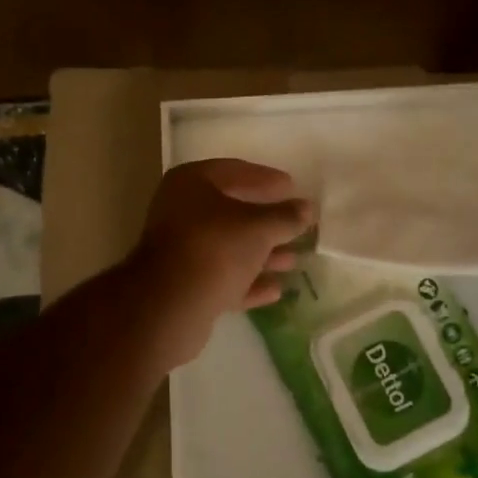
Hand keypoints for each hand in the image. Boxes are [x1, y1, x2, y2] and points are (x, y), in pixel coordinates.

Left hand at [131, 159, 313, 368]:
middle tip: (296, 224)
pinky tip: (276, 290)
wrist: (169, 305)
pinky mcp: (184, 286)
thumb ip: (285, 217)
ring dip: (261, 254)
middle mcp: (181, 211)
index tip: (292, 186)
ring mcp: (180, 250)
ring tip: (294, 259)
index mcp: (191, 183)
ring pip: (228, 247)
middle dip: (266, 221)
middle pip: (231, 211)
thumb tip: (307, 208)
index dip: (266, 178)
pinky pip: (222, 278)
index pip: (234, 171)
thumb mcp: (258, 227)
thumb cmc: (215, 248)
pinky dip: (247, 282)